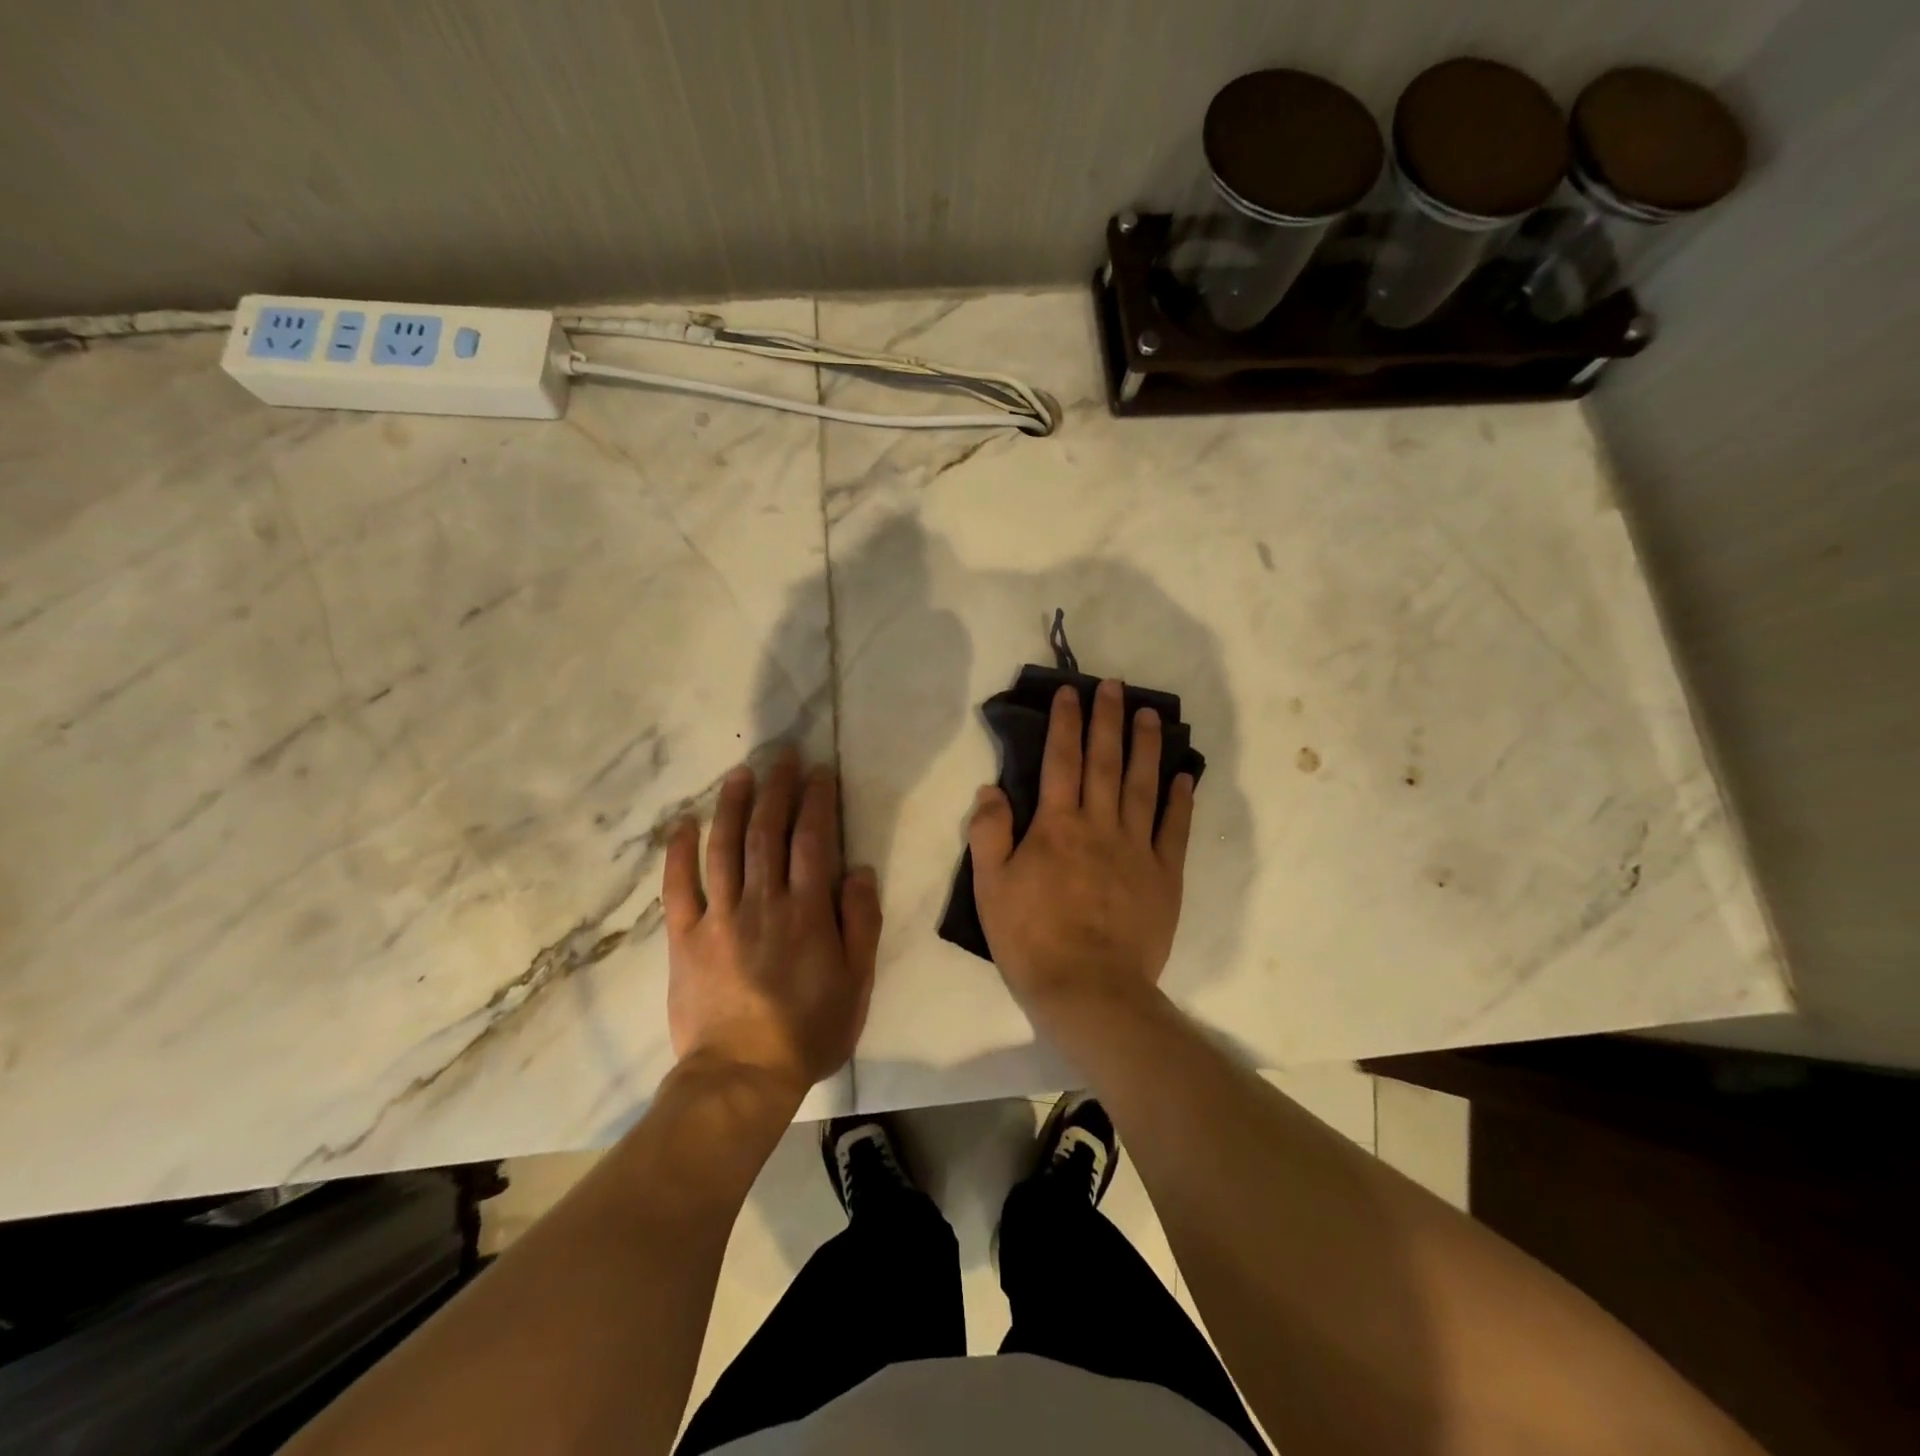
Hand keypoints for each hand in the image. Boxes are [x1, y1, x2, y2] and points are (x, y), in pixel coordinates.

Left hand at [663, 750, 882, 1097]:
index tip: (820, 772)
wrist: (742, 1075)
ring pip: (724, 848)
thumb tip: (859, 870)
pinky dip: (679, 852)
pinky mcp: (686, 938)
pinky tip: (683, 823)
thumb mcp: (856, 982)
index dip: (817, 802)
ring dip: (732, 806)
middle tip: (782, 756)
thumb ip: (860, 923)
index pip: (813, 841)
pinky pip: (678, 888)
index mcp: (807, 912)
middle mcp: (763, 903)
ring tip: (740, 773)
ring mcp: (719, 918)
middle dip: (777, 789)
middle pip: (767, 833)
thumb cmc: (809, 1030)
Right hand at [968, 679, 1194, 1024]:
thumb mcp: (991, 887)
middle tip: (1116, 686)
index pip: (1061, 761)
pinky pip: (1174, 829)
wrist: (1089, 990)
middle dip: (1109, 720)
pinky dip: (1180, 800)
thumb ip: (989, 833)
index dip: (1065, 723)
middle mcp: (1099, 826)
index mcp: (1056, 826)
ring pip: (1143, 786)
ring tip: (1152, 715)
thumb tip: (992, 788)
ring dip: (1147, 747)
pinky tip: (1184, 776)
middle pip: (1105, 762)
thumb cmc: (1032, 939)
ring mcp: (1137, 849)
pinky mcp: (1164, 876)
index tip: (1071, 693)